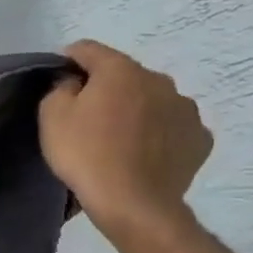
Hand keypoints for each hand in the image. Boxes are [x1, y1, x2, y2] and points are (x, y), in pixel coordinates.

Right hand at [38, 40, 212, 243]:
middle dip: (106, 86)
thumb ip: (61, 87)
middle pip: (124, 74)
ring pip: (152, 99)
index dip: (69, 59)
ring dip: (136, 108)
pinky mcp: (199, 138)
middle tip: (87, 114)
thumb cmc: (86, 154)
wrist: (133, 203)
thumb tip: (75, 83)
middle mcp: (159, 80)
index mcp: (121, 70)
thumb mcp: (52, 115)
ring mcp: (186, 109)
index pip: (89, 49)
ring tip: (119, 136)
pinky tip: (143, 152)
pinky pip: (172, 125)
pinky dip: (158, 132)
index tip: (58, 78)